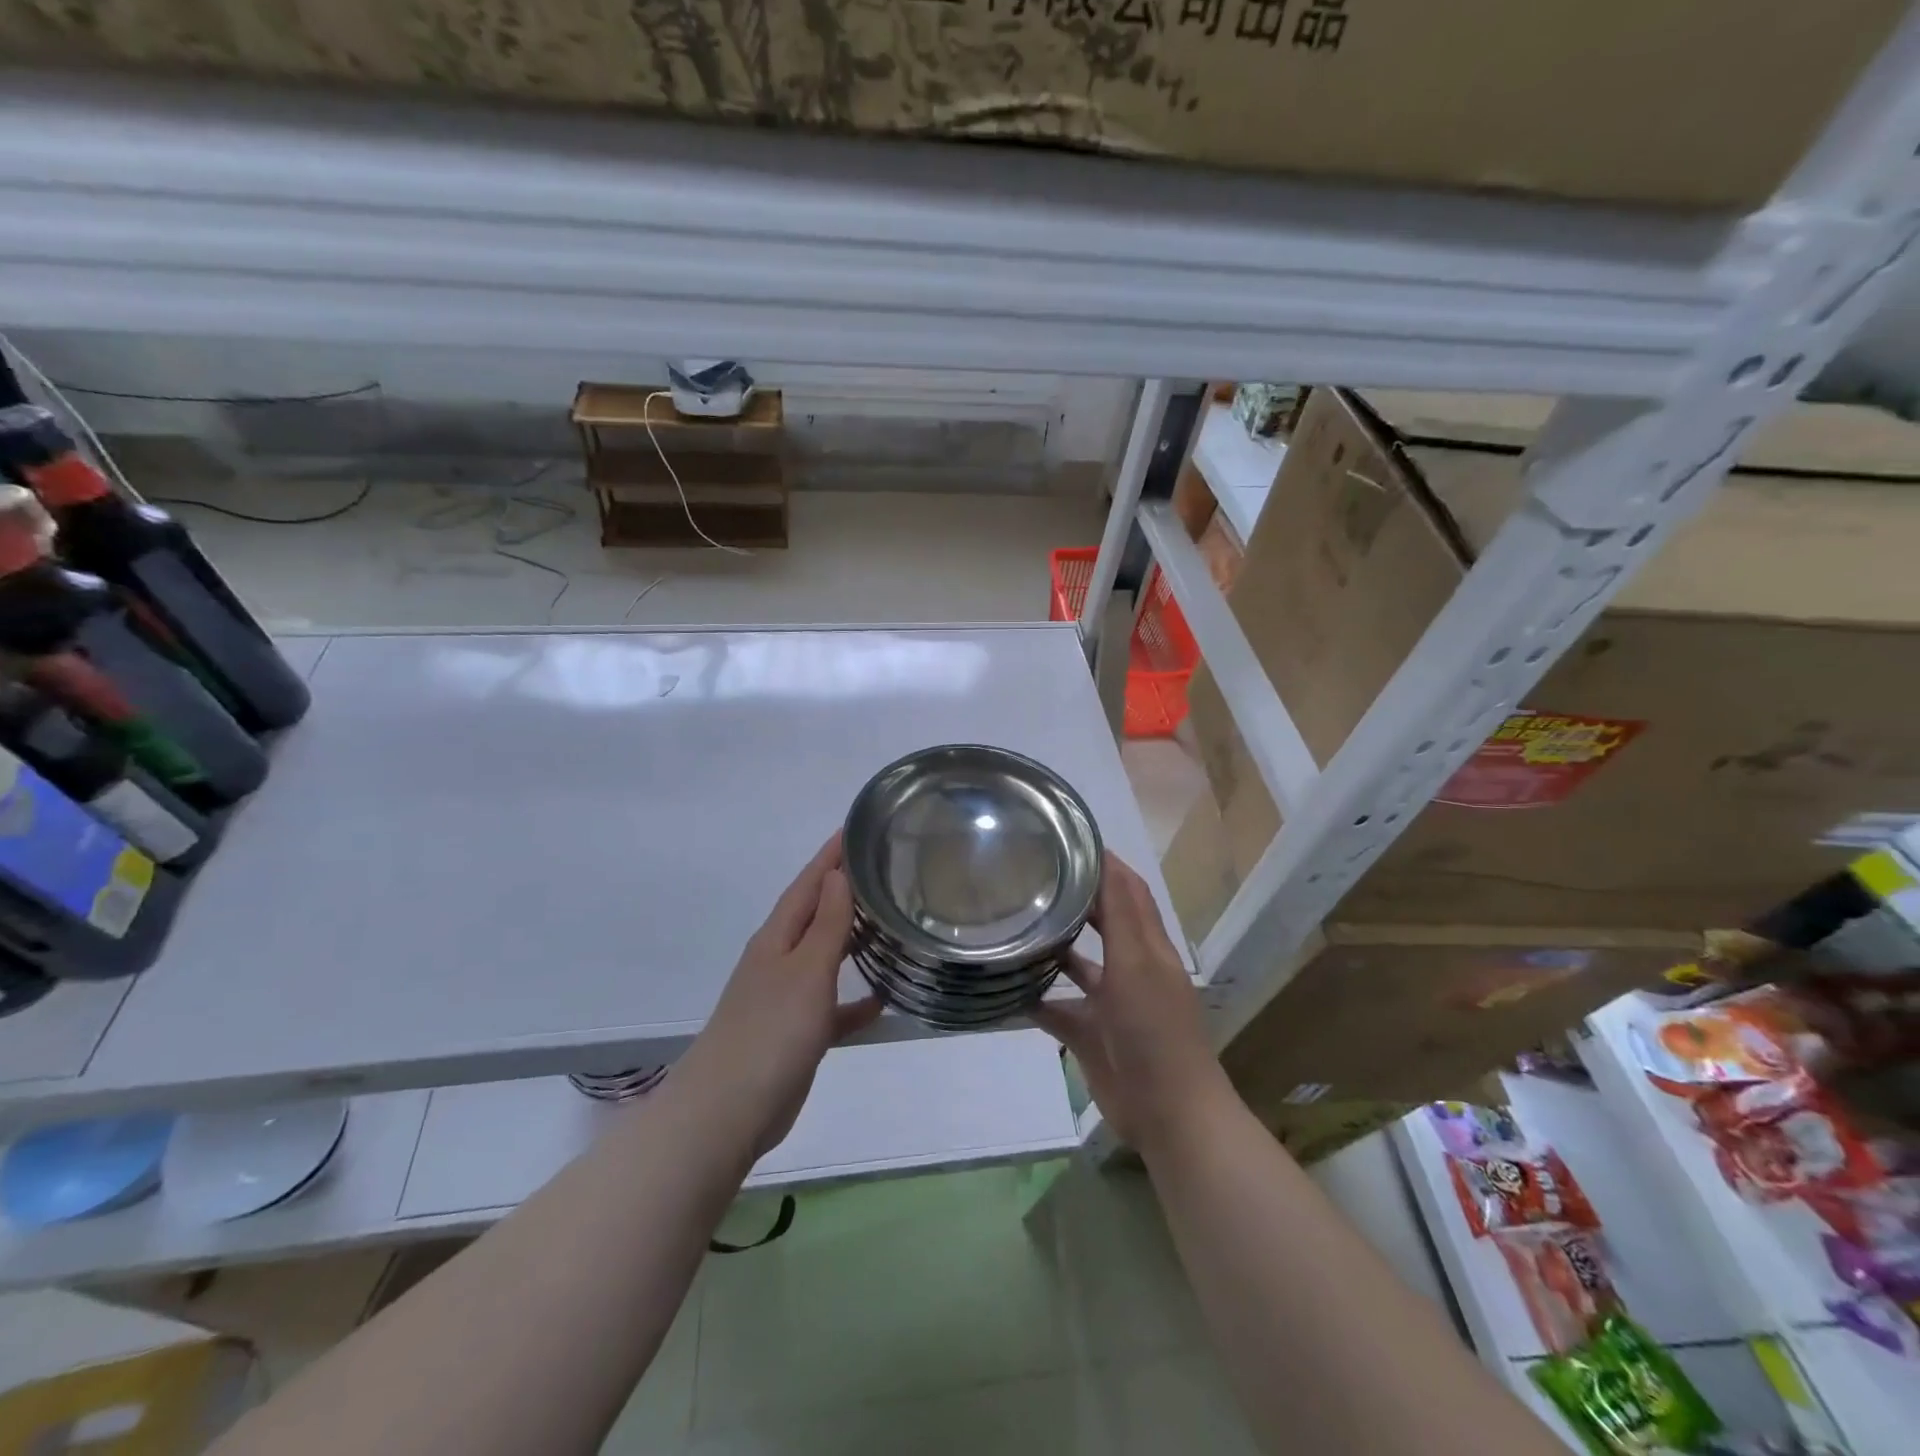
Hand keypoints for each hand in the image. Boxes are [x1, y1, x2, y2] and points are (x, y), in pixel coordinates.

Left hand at [675, 834, 880, 1157]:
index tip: (857, 828)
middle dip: (844, 891)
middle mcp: (779, 959)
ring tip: (889, 924)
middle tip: (884, 869)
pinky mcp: (795, 1033)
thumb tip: (837, 874)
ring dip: (851, 940)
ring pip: (824, 956)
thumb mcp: (806, 970)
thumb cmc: (771, 1031)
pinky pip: (831, 1005)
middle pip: (815, 914)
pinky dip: (853, 999)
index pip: (808, 884)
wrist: (727, 1112)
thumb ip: (826, 923)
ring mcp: (785, 997)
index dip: (831, 856)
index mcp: (778, 938)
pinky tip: (882, 1000)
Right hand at [1032, 853, 1232, 1154]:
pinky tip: (1003, 987)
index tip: (1065, 838)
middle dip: (1074, 899)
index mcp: (1148, 946)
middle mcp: (1130, 968)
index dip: (1104, 863)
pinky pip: (1057, 1009)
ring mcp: (1110, 1003)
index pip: (1127, 890)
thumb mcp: (1138, 962)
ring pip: (1078, 965)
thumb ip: (1120, 913)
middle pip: (1102, 922)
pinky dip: (1034, 999)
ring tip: (1013, 923)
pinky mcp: (1090, 1035)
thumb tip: (1105, 858)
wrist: (1168, 1113)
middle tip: (1030, 876)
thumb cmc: (1155, 1030)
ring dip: (1052, 947)